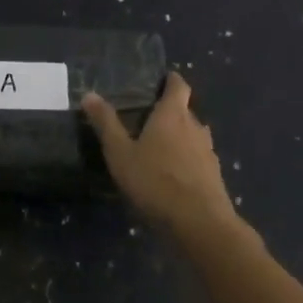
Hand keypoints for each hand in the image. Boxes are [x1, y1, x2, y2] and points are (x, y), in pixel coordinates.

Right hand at [82, 72, 237, 232]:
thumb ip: (106, 124)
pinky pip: (198, 157)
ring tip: (160, 146)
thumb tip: (89, 94)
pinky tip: (173, 174)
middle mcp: (195, 127)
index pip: (178, 86)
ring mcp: (208, 152)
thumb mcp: (121, 153)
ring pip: (193, 135)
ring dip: (180, 136)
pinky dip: (187, 158)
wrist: (200, 223)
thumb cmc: (155, 181)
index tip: (162, 79)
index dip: (171, 80)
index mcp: (172, 115)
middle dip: (170, 111)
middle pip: (185, 110)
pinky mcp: (214, 175)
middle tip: (148, 117)